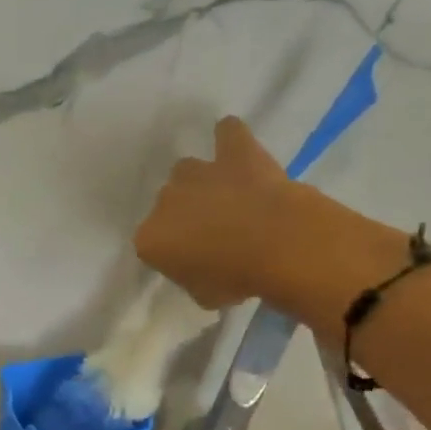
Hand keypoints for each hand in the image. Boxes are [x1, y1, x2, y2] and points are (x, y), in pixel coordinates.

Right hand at [133, 116, 297, 308]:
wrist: (279, 245)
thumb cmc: (236, 279)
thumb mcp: (204, 295)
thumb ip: (192, 278)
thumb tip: (199, 269)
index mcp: (150, 239)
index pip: (152, 245)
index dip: (173, 254)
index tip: (192, 263)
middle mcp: (164, 201)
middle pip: (168, 205)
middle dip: (185, 217)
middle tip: (212, 234)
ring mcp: (197, 172)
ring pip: (187, 171)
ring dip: (200, 183)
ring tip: (225, 197)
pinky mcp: (234, 151)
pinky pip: (227, 134)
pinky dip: (229, 137)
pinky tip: (236, 146)